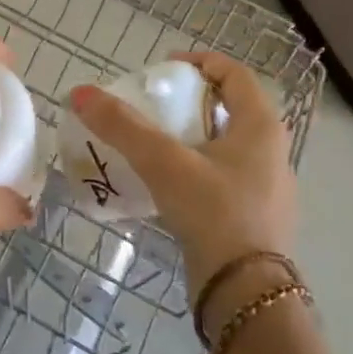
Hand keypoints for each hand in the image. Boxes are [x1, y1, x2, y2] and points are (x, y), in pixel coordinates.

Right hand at [68, 51, 296, 287]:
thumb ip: (122, 126)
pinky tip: (167, 187)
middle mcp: (272, 150)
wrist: (246, 291)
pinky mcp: (255, 217)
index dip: (199, 62)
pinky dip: (196, 169)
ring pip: (226, 146)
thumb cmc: (214, 212)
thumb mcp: (163, 163)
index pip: (235, 74)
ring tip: (153, 146)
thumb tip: (80, 93)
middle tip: (152, 107)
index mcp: (261, 126)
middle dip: (190, 102)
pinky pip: (223, 177)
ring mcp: (267, 187)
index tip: (163, 68)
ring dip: (191, 137)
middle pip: (230, 109)